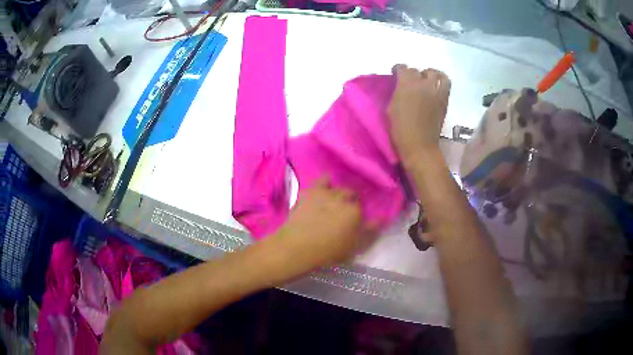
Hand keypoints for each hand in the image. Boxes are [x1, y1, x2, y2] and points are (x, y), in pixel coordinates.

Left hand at [273, 177, 372, 272]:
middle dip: (351, 202)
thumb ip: (370, 231)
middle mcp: (343, 199)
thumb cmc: (328, 252)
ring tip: (335, 201)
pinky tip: (325, 187)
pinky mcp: (310, 191)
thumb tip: (382, 218)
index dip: (358, 216)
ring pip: (339, 187)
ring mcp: (326, 193)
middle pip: (352, 195)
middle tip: (344, 213)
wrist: (297, 247)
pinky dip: (327, 182)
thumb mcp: (354, 247)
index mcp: (355, 212)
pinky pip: (323, 180)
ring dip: (340, 193)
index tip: (354, 222)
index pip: (362, 209)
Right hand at [387, 65, 450, 162]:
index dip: (398, 70)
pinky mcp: (444, 101)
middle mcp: (424, 84)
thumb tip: (399, 87)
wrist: (420, 146)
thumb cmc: (399, 130)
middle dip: (413, 73)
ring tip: (426, 81)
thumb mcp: (390, 108)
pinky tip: (433, 90)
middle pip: (419, 70)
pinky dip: (440, 83)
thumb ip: (396, 93)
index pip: (403, 68)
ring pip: (437, 74)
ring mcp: (437, 92)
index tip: (395, 75)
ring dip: (430, 75)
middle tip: (410, 82)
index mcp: (407, 84)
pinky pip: (445, 84)